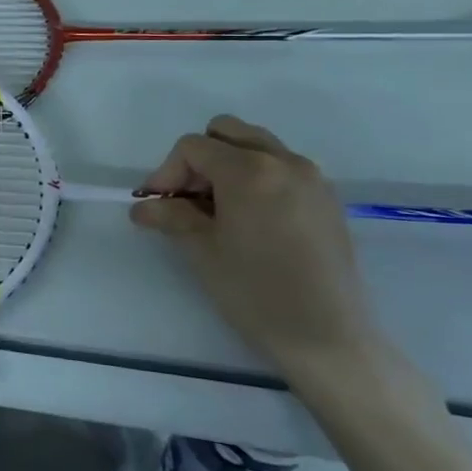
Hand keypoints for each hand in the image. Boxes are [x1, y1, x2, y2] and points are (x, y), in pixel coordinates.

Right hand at [129, 115, 381, 370]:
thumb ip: (170, 216)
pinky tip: (249, 220)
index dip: (166, 172)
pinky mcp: (327, 200)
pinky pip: (282, 168)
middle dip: (199, 159)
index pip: (193, 147)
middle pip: (227, 132)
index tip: (158, 205)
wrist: (328, 338)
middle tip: (188, 199)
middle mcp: (284, 162)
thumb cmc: (256, 291)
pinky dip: (257, 178)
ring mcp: (312, 179)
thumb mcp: (201, 250)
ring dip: (228, 165)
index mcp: (249, 171)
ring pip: (257, 146)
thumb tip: (143, 206)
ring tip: (217, 209)